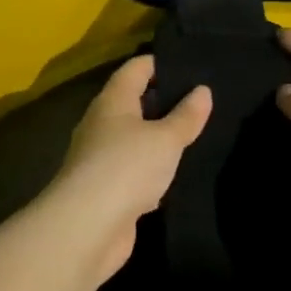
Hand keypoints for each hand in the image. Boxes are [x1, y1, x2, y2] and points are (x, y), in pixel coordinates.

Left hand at [47, 54, 211, 280]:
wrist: (88, 227)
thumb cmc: (127, 168)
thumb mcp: (165, 139)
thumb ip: (186, 116)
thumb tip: (203, 90)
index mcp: (113, 101)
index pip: (136, 69)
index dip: (162, 63)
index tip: (192, 65)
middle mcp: (102, 124)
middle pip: (134, 103)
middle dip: (164, 101)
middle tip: (202, 101)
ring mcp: (101, 159)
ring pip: (135, 139)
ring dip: (159, 139)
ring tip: (196, 136)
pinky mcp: (106, 190)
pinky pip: (134, 171)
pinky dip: (153, 171)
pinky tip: (176, 175)